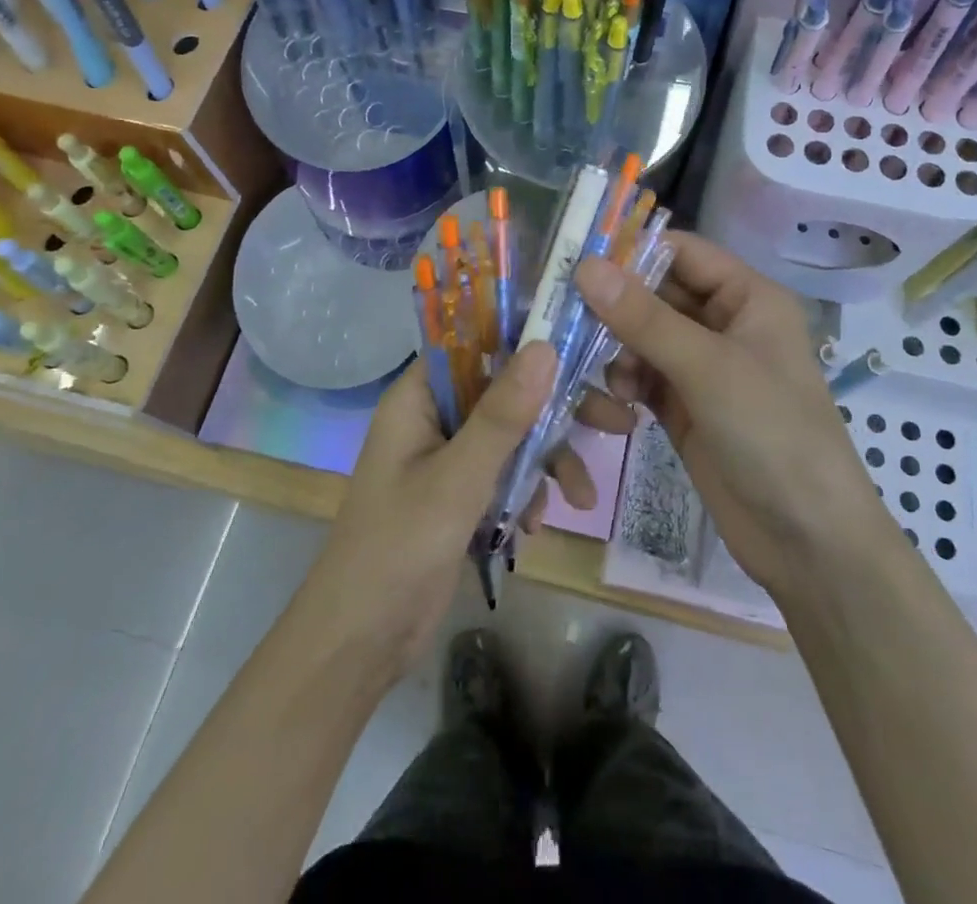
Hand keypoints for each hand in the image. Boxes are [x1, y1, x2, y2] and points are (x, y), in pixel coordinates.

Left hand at [303, 342, 599, 680]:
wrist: (361, 643)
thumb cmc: (398, 548)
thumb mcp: (457, 479)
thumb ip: (502, 415)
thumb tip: (544, 346)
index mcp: (419, 397)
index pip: (475, 341)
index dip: (525, 334)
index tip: (579, 338)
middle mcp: (435, 416)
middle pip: (506, 390)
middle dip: (558, 409)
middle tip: (616, 419)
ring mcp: (449, 456)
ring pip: (513, 435)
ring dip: (549, 460)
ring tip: (583, 497)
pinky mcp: (461, 493)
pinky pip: (506, 473)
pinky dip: (528, 491)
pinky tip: (536, 525)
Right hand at [574, 232, 875, 596]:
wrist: (806, 540)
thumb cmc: (771, 433)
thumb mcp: (707, 368)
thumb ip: (644, 317)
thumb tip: (585, 266)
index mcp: (747, 297)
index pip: (681, 253)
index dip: (632, 253)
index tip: (576, 263)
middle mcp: (724, 323)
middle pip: (656, 295)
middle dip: (615, 307)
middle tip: (564, 317)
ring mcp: (703, 367)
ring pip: (643, 337)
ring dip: (619, 351)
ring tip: (610, 380)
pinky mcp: (685, 406)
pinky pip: (643, 377)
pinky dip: (625, 384)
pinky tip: (619, 408)